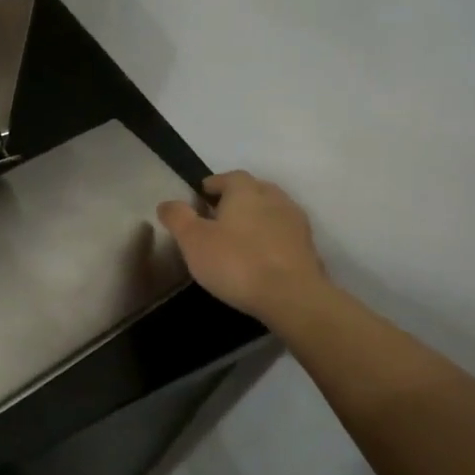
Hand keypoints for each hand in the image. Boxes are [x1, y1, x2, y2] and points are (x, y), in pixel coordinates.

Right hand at [158, 171, 326, 322]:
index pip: (229, 177)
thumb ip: (178, 218)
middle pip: (253, 190)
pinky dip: (271, 238)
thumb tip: (166, 203)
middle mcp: (274, 198)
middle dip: (236, 199)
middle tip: (218, 217)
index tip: (200, 197)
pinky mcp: (308, 247)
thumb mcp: (193, 240)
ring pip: (271, 211)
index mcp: (246, 191)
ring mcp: (296, 222)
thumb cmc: (236, 262)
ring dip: (256, 218)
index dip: (213, 185)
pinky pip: (284, 234)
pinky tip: (260, 256)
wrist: (291, 296)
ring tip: (239, 237)